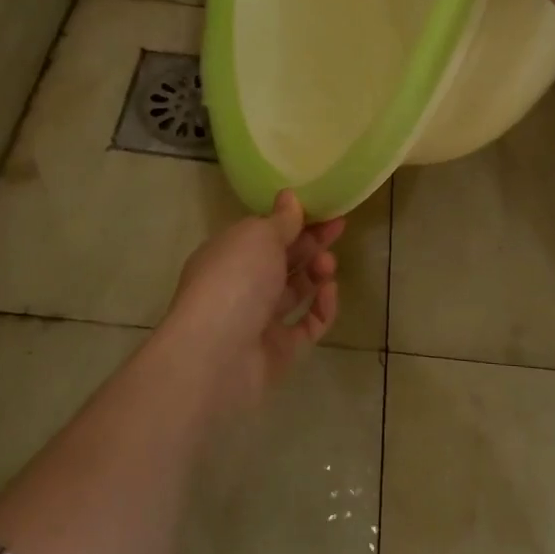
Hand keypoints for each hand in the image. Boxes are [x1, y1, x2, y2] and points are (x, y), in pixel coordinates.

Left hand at [159, 191, 343, 416]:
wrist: (215, 357)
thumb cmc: (234, 280)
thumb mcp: (258, 236)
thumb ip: (281, 220)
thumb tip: (289, 196)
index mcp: (228, 254)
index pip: (263, 233)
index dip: (293, 219)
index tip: (322, 208)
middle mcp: (241, 286)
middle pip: (282, 260)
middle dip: (310, 243)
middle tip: (339, 227)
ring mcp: (259, 321)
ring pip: (295, 292)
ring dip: (316, 272)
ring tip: (329, 263)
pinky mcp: (278, 352)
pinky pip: (307, 326)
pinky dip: (321, 308)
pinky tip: (330, 291)